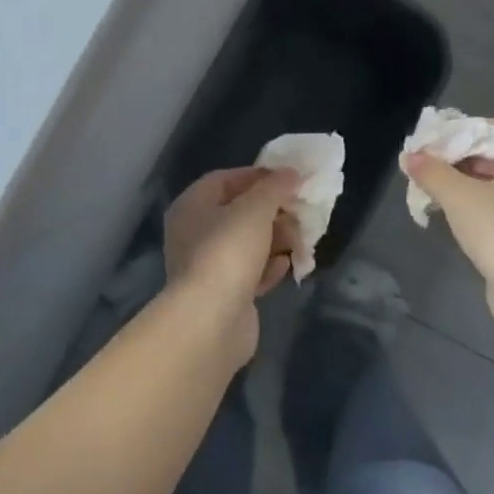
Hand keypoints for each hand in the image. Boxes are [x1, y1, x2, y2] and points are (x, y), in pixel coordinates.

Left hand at [162, 166, 299, 360]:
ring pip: (248, 244)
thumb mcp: (255, 208)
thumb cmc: (228, 251)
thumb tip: (291, 173)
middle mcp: (194, 234)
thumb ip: (275, 187)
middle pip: (239, 213)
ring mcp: (208, 267)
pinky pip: (251, 273)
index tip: (289, 179)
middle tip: (301, 212)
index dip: (258, 176)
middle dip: (273, 211)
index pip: (224, 179)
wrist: (211, 320)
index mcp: (192, 207)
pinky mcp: (224, 295)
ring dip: (276, 240)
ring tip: (301, 241)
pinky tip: (286, 266)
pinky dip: (269, 267)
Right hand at [401, 119, 493, 303]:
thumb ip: (432, 172)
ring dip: (462, 182)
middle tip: (427, 164)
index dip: (466, 129)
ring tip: (430, 186)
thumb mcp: (458, 196)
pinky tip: (447, 212)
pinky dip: (472, 203)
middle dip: (458, 157)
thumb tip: (409, 157)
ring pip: (493, 182)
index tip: (436, 141)